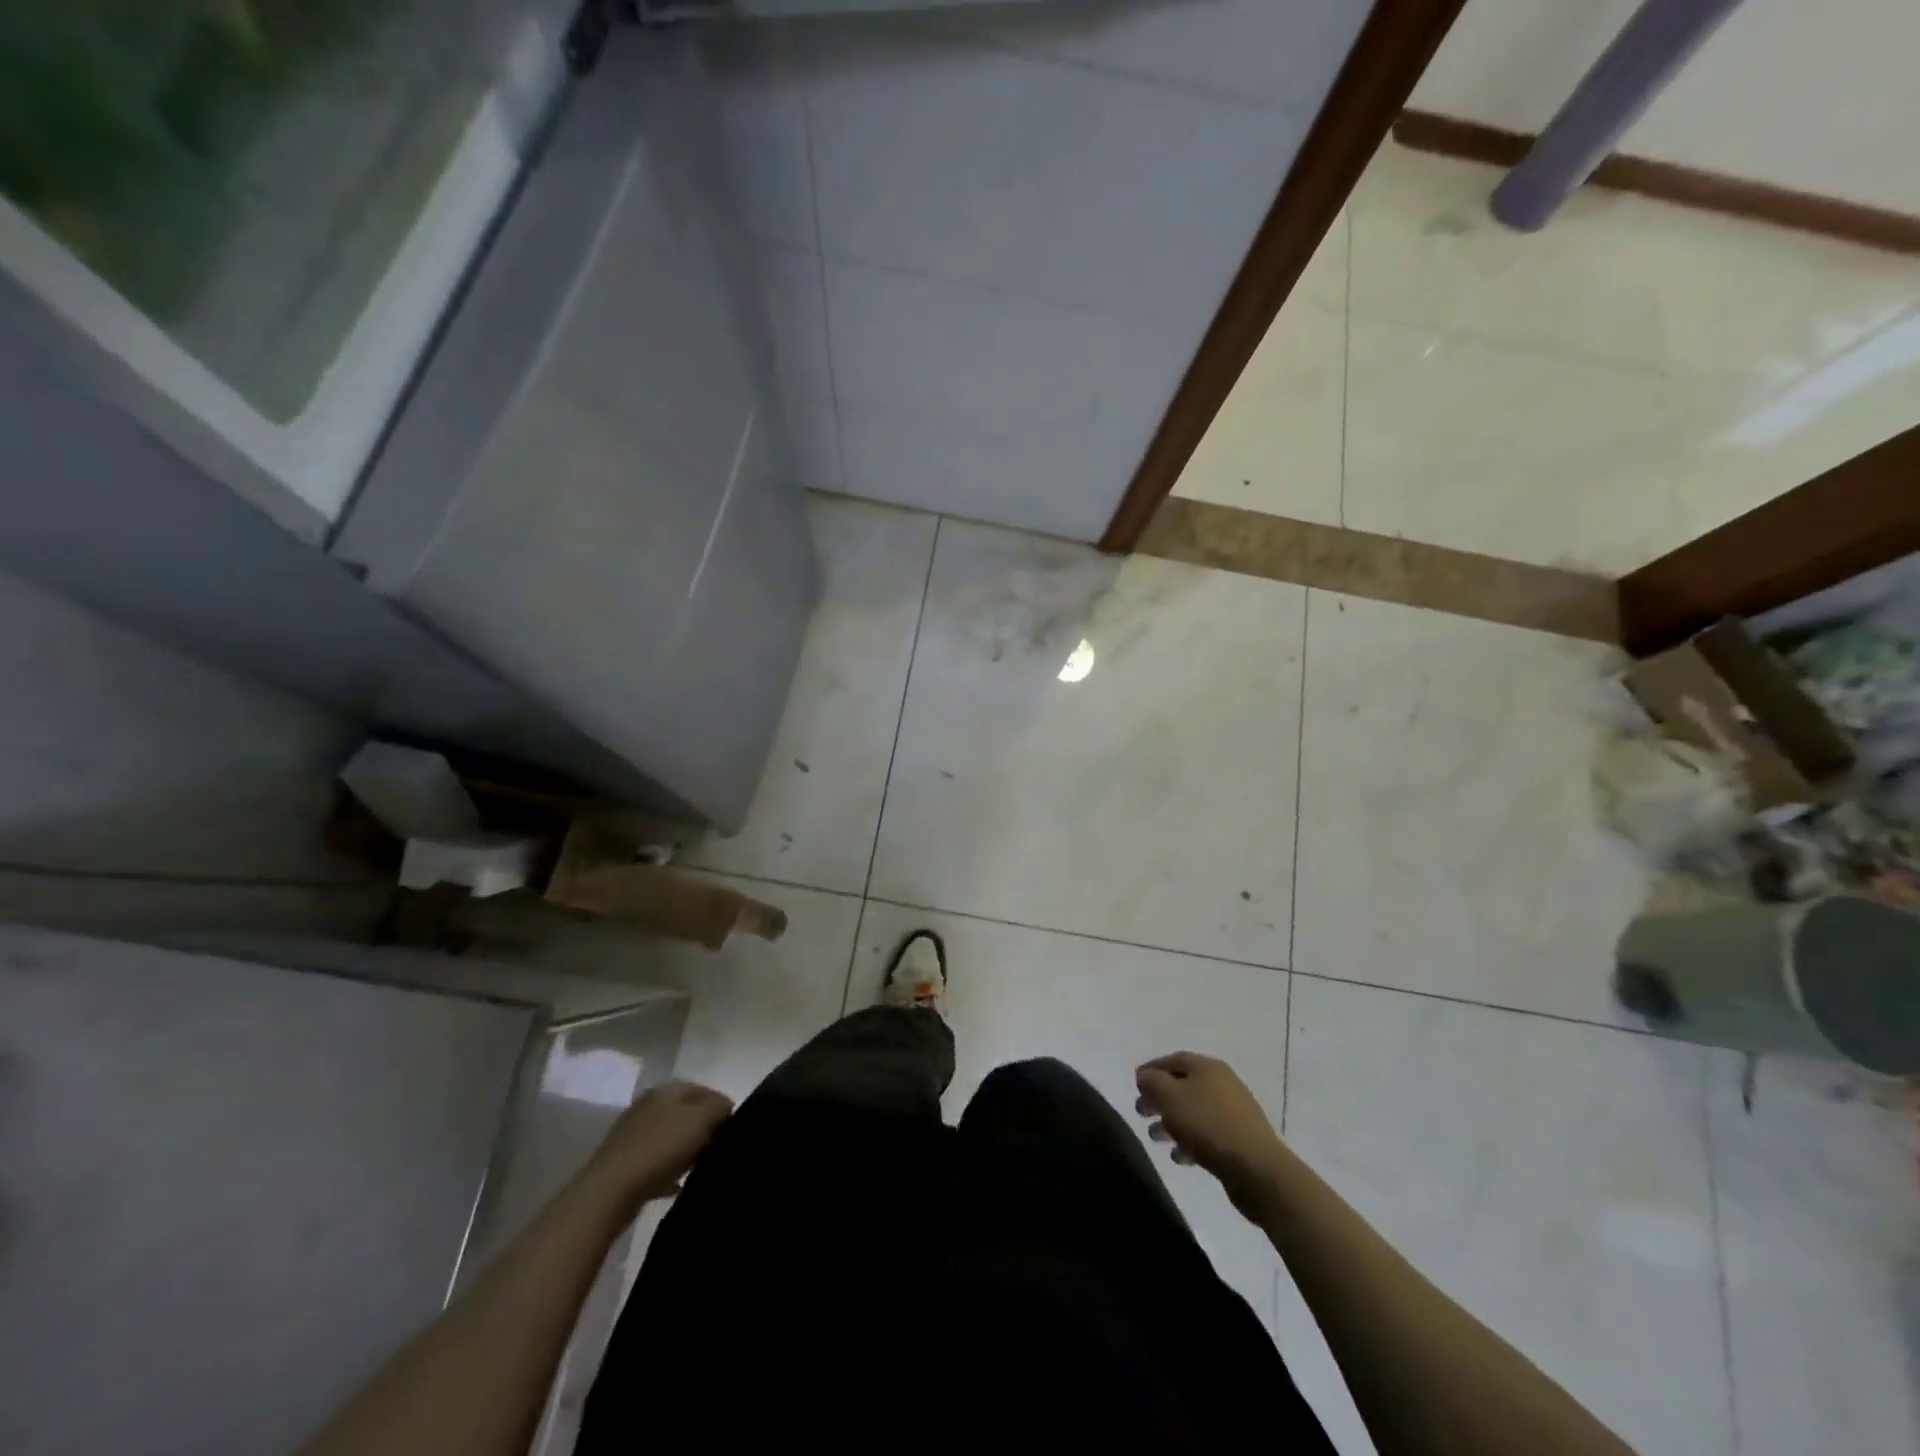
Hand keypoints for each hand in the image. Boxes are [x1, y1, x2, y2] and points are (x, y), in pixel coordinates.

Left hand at [590, 1080, 733, 1205]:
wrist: (608, 1192)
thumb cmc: (659, 1149)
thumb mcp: (700, 1120)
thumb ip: (719, 1108)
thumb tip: (726, 1109)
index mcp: (667, 1089)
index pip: (706, 1090)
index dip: (723, 1108)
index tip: (733, 1132)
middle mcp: (649, 1104)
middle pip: (688, 1113)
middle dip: (705, 1130)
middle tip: (717, 1150)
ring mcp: (634, 1133)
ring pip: (672, 1137)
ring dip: (687, 1151)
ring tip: (699, 1169)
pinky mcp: (624, 1161)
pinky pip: (656, 1161)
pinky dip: (669, 1170)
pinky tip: (677, 1185)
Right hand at [1135, 1052, 1286, 1212]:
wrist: (1256, 1169)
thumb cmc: (1208, 1125)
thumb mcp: (1169, 1097)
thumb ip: (1152, 1082)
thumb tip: (1146, 1076)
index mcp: (1207, 1067)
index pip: (1173, 1060)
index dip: (1151, 1069)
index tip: (1134, 1084)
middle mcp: (1222, 1083)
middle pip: (1183, 1085)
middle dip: (1159, 1098)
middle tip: (1141, 1112)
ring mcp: (1234, 1112)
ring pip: (1194, 1111)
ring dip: (1172, 1122)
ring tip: (1155, 1137)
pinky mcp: (1239, 1139)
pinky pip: (1208, 1134)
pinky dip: (1190, 1141)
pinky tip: (1179, 1157)